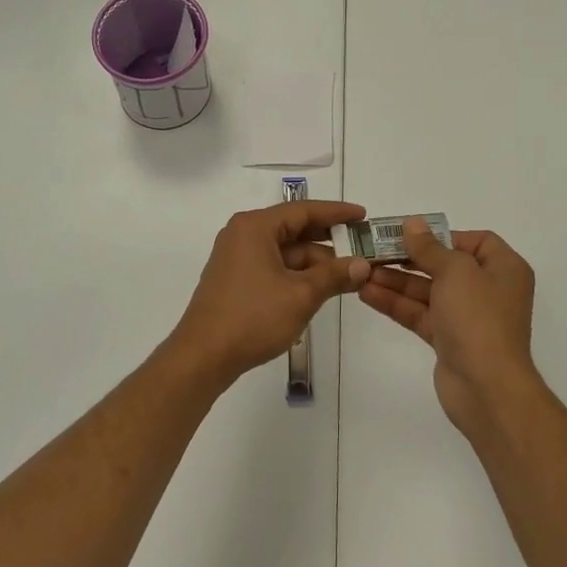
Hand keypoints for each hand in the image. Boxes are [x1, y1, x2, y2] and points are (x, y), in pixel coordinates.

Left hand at [165, 201, 371, 388]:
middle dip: (328, 241)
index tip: (363, 216)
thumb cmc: (253, 317)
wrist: (203, 356)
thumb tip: (363, 264)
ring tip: (348, 275)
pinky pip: (273, 266)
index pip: (303, 210)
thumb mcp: (301, 295)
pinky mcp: (235, 279)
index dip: (337, 213)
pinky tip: (320, 287)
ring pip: (284, 251)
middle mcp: (243, 234)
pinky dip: (297, 274)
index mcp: (255, 227)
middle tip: (361, 247)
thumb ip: (334, 275)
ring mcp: (236, 258)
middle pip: (294, 229)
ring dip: (314, 262)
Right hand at [358, 218, 540, 438]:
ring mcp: (467, 317)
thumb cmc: (478, 318)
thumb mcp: (455, 271)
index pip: (474, 241)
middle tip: (373, 251)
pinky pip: (420, 314)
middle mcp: (488, 290)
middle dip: (409, 258)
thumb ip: (429, 247)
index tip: (411, 236)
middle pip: (444, 265)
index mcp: (503, 268)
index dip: (442, 236)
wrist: (487, 388)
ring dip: (396, 281)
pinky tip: (366, 293)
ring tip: (361, 272)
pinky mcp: (448, 340)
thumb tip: (413, 223)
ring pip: (427, 291)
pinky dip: (396, 304)